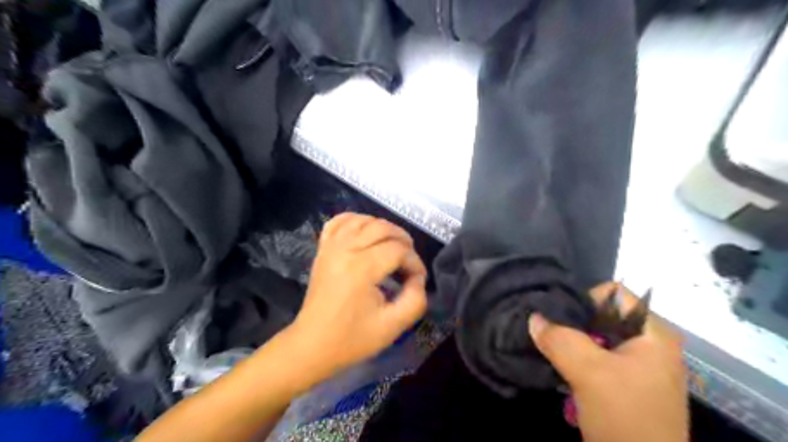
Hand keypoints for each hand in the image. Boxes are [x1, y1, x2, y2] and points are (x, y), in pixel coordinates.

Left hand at [289, 212, 427, 378]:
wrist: (312, 345)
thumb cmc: (352, 338)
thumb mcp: (393, 326)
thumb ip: (415, 300)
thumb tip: (417, 278)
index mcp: (361, 268)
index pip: (399, 250)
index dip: (415, 263)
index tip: (418, 280)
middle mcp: (345, 249)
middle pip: (383, 227)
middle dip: (404, 241)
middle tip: (409, 262)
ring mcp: (331, 246)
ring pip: (363, 220)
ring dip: (384, 228)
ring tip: (393, 247)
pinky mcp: (323, 249)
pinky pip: (339, 221)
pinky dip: (356, 221)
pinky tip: (365, 233)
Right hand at [529, 283, 691, 441]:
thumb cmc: (625, 418)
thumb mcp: (589, 372)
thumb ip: (559, 339)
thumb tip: (534, 317)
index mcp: (654, 333)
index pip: (613, 294)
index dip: (584, 300)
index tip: (561, 319)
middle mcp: (650, 343)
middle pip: (603, 315)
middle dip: (573, 323)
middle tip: (551, 335)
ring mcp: (639, 365)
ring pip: (597, 337)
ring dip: (572, 342)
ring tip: (552, 351)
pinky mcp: (626, 382)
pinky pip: (597, 357)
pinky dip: (578, 358)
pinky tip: (561, 367)